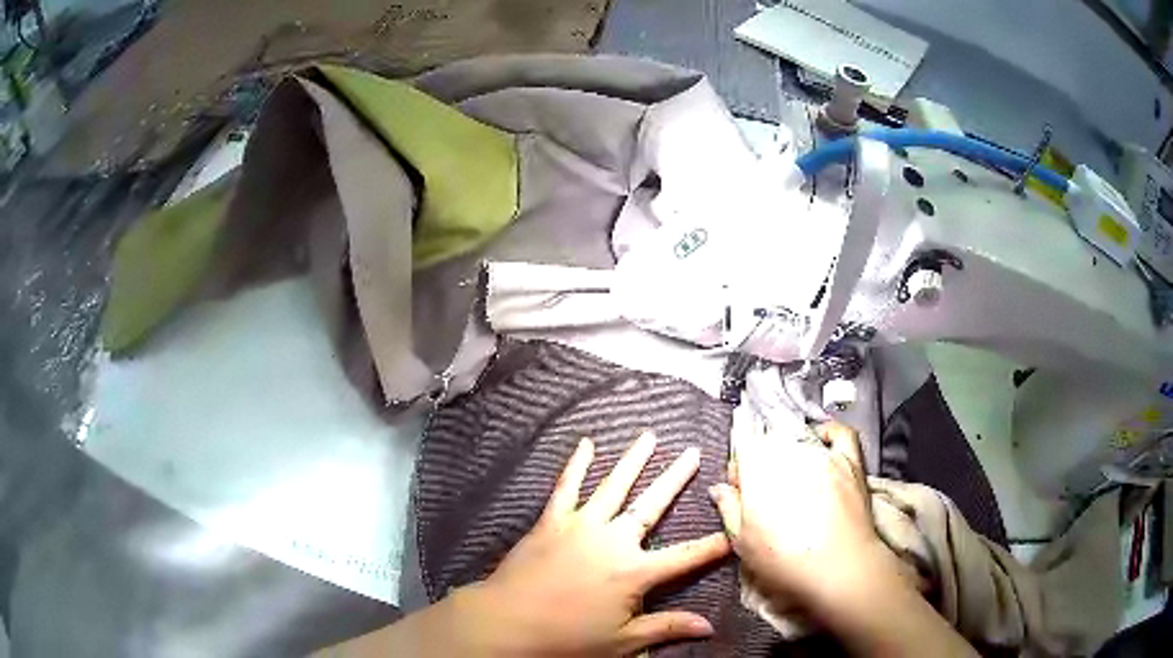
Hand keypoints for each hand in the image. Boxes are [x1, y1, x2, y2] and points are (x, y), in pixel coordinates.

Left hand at [460, 432, 729, 655]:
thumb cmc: (567, 637)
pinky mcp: (552, 521)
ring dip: (633, 460)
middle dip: (675, 478)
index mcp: (635, 572)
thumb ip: (667, 628)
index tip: (735, 529)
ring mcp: (581, 526)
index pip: (686, 557)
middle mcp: (613, 541)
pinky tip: (586, 444)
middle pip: (652, 505)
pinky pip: (566, 487)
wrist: (508, 623)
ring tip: (649, 436)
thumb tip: (710, 626)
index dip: (713, 544)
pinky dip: (576, 464)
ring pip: (613, 486)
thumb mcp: (623, 641)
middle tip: (693, 452)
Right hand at [709, 416, 903, 617]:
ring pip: (801, 439)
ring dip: (791, 453)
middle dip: (764, 464)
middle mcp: (791, 453)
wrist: (839, 568)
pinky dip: (828, 432)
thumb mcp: (743, 542)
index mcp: (760, 470)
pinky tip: (821, 440)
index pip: (743, 450)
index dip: (739, 469)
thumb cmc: (785, 561)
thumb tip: (719, 488)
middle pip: (770, 444)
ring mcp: (824, 454)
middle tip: (766, 494)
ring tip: (793, 481)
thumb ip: (729, 509)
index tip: (740, 490)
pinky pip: (839, 433)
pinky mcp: (850, 461)